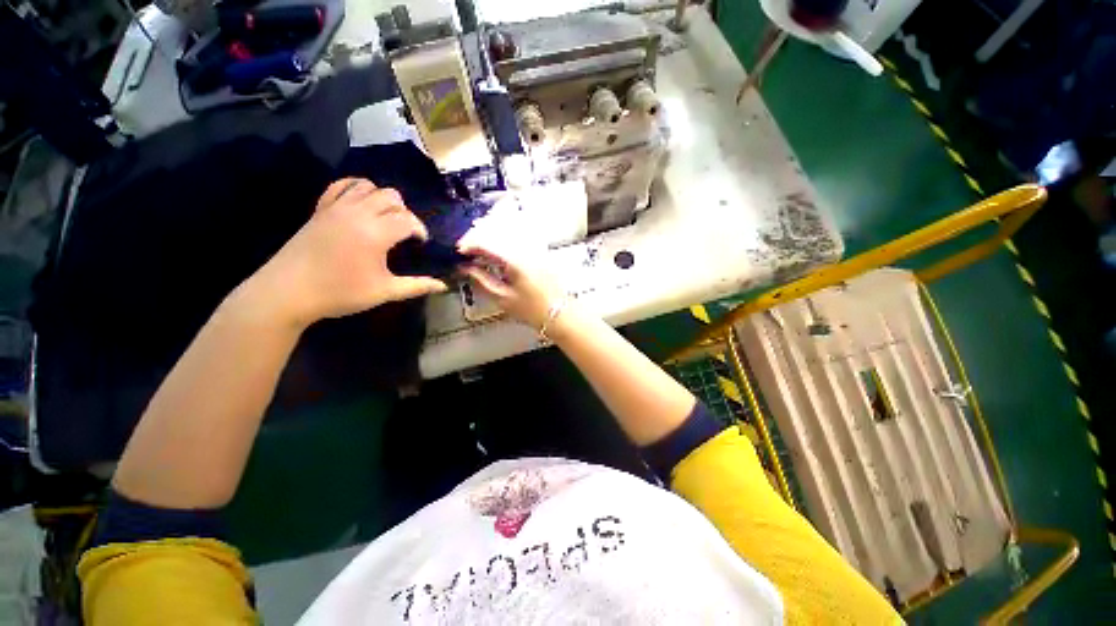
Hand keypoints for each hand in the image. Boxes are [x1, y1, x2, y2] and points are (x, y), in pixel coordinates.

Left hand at [242, 178, 447, 328]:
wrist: (287, 292)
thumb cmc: (340, 293)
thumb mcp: (384, 292)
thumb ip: (417, 286)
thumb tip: (443, 286)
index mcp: (375, 233)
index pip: (408, 219)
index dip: (420, 230)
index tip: (422, 244)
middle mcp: (358, 212)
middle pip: (391, 197)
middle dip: (405, 213)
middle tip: (405, 233)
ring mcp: (336, 207)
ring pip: (369, 186)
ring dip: (383, 199)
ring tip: (385, 218)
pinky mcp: (321, 208)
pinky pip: (342, 185)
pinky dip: (357, 188)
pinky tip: (362, 204)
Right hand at [458, 242, 562, 328]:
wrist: (558, 313)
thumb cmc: (531, 309)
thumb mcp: (502, 298)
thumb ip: (481, 280)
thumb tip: (465, 268)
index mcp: (514, 260)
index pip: (486, 242)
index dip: (468, 244)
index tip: (458, 252)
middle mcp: (525, 249)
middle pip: (496, 232)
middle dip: (477, 238)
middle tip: (466, 252)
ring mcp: (534, 248)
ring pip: (506, 233)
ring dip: (489, 238)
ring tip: (479, 252)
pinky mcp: (539, 252)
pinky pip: (517, 239)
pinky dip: (503, 242)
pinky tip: (497, 253)